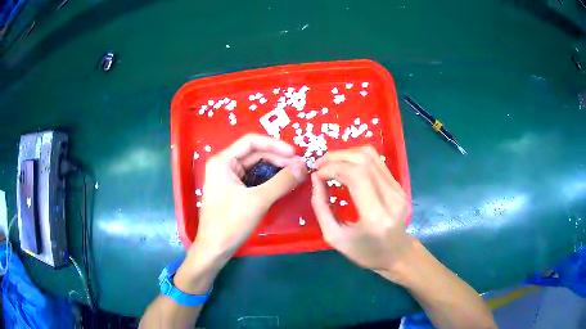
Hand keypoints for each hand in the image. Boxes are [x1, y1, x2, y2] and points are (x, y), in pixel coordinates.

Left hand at [194, 134, 306, 262]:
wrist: (214, 249)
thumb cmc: (230, 223)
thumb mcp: (257, 201)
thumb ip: (281, 182)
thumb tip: (303, 166)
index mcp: (223, 161)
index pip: (251, 142)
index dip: (275, 144)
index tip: (295, 154)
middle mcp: (225, 165)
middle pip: (255, 153)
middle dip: (278, 158)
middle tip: (300, 166)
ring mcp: (229, 178)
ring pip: (256, 166)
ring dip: (276, 168)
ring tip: (295, 173)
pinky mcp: (234, 190)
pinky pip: (255, 178)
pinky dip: (270, 179)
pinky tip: (283, 182)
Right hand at [311, 146, 411, 275]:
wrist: (396, 254)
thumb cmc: (365, 252)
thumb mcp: (335, 237)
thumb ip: (321, 207)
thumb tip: (315, 178)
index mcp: (376, 216)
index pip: (355, 176)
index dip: (332, 168)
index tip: (316, 175)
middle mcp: (391, 198)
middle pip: (363, 160)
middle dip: (335, 157)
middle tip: (318, 165)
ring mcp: (398, 189)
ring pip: (370, 155)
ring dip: (346, 154)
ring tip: (329, 164)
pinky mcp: (399, 184)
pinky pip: (376, 161)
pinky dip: (356, 158)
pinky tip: (344, 166)